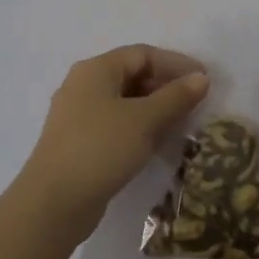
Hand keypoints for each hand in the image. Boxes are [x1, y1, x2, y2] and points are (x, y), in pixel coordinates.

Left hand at [17, 45, 209, 242]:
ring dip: (155, 108)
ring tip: (183, 123)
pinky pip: (116, 123)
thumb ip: (176, 97)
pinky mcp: (79, 142)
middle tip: (196, 103)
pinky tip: (157, 143)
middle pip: (132, 75)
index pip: (143, 54)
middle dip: (166, 86)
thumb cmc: (101, 149)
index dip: (176, 63)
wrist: (53, 203)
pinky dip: (140, 127)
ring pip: (125, 101)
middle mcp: (83, 85)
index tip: (205, 79)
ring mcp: (78, 115)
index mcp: (96, 70)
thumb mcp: (145, 120)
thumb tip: (202, 78)